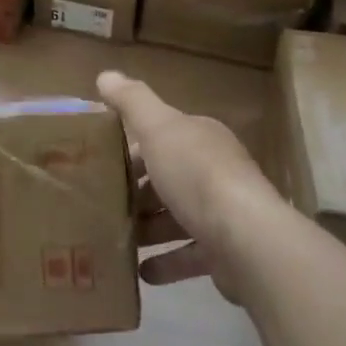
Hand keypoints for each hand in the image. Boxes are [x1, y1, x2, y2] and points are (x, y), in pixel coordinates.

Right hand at [97, 70, 279, 300]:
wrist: (246, 238)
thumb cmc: (196, 174)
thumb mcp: (157, 128)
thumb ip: (131, 101)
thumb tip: (105, 75)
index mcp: (201, 138)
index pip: (161, 137)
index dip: (131, 148)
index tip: (100, 163)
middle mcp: (215, 171)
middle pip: (167, 177)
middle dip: (136, 191)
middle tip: (101, 203)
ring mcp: (223, 213)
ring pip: (176, 217)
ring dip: (148, 228)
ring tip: (115, 237)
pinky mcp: (225, 252)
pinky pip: (188, 255)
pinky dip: (165, 261)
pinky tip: (140, 271)